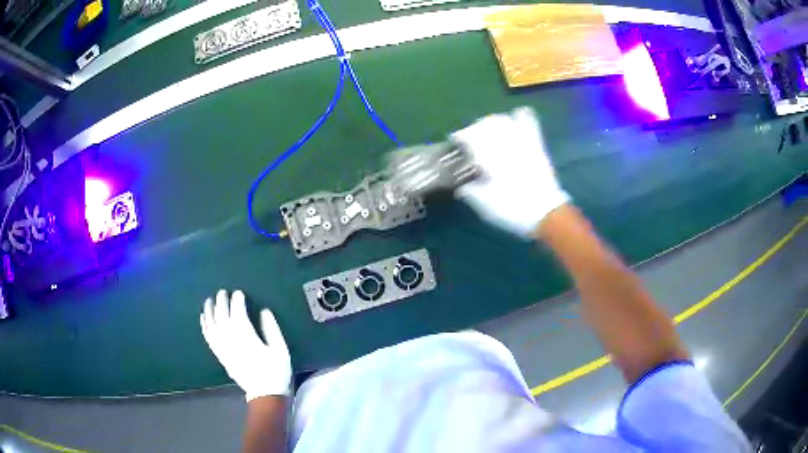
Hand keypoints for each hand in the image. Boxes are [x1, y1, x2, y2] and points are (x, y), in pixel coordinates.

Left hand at [200, 289, 291, 400]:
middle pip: (222, 316)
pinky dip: (205, 326)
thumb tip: (264, 311)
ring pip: (212, 325)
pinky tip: (203, 318)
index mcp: (247, 338)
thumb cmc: (275, 371)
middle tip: (223, 291)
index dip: (237, 301)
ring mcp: (223, 349)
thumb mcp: (280, 350)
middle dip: (222, 302)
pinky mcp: (220, 356)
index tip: (239, 292)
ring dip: (210, 311)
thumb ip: (272, 329)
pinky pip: (209, 337)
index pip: (238, 313)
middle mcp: (231, 340)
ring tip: (209, 300)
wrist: (264, 394)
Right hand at [450, 107, 569, 236]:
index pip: (469, 136)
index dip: (460, 137)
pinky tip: (514, 117)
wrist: (546, 213)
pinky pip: (529, 122)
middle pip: (484, 125)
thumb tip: (460, 183)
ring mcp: (522, 142)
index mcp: (490, 157)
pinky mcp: (536, 145)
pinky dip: (520, 116)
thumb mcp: (484, 205)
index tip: (454, 141)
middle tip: (470, 139)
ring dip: (492, 122)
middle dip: (474, 129)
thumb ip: (469, 190)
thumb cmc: (513, 210)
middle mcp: (505, 144)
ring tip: (488, 131)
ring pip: (503, 120)